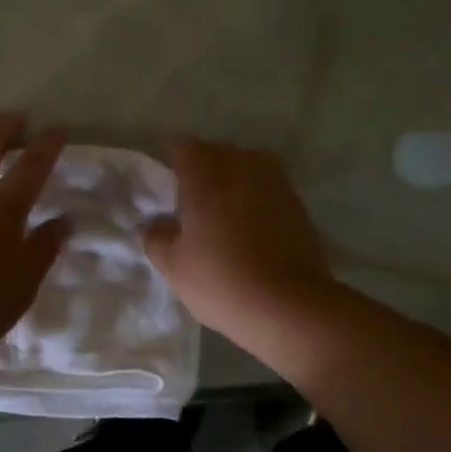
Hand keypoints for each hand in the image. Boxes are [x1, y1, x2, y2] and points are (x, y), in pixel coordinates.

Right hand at [143, 138, 333, 349]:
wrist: (290, 305)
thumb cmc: (222, 281)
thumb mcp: (175, 267)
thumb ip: (157, 239)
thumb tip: (152, 225)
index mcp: (205, 179)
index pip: (185, 147)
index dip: (174, 154)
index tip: (168, 170)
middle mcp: (241, 170)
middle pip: (219, 149)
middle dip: (205, 161)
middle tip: (193, 188)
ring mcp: (275, 184)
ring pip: (251, 161)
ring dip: (236, 171)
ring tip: (227, 198)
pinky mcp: (298, 204)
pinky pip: (272, 184)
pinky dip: (259, 192)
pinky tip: (253, 218)